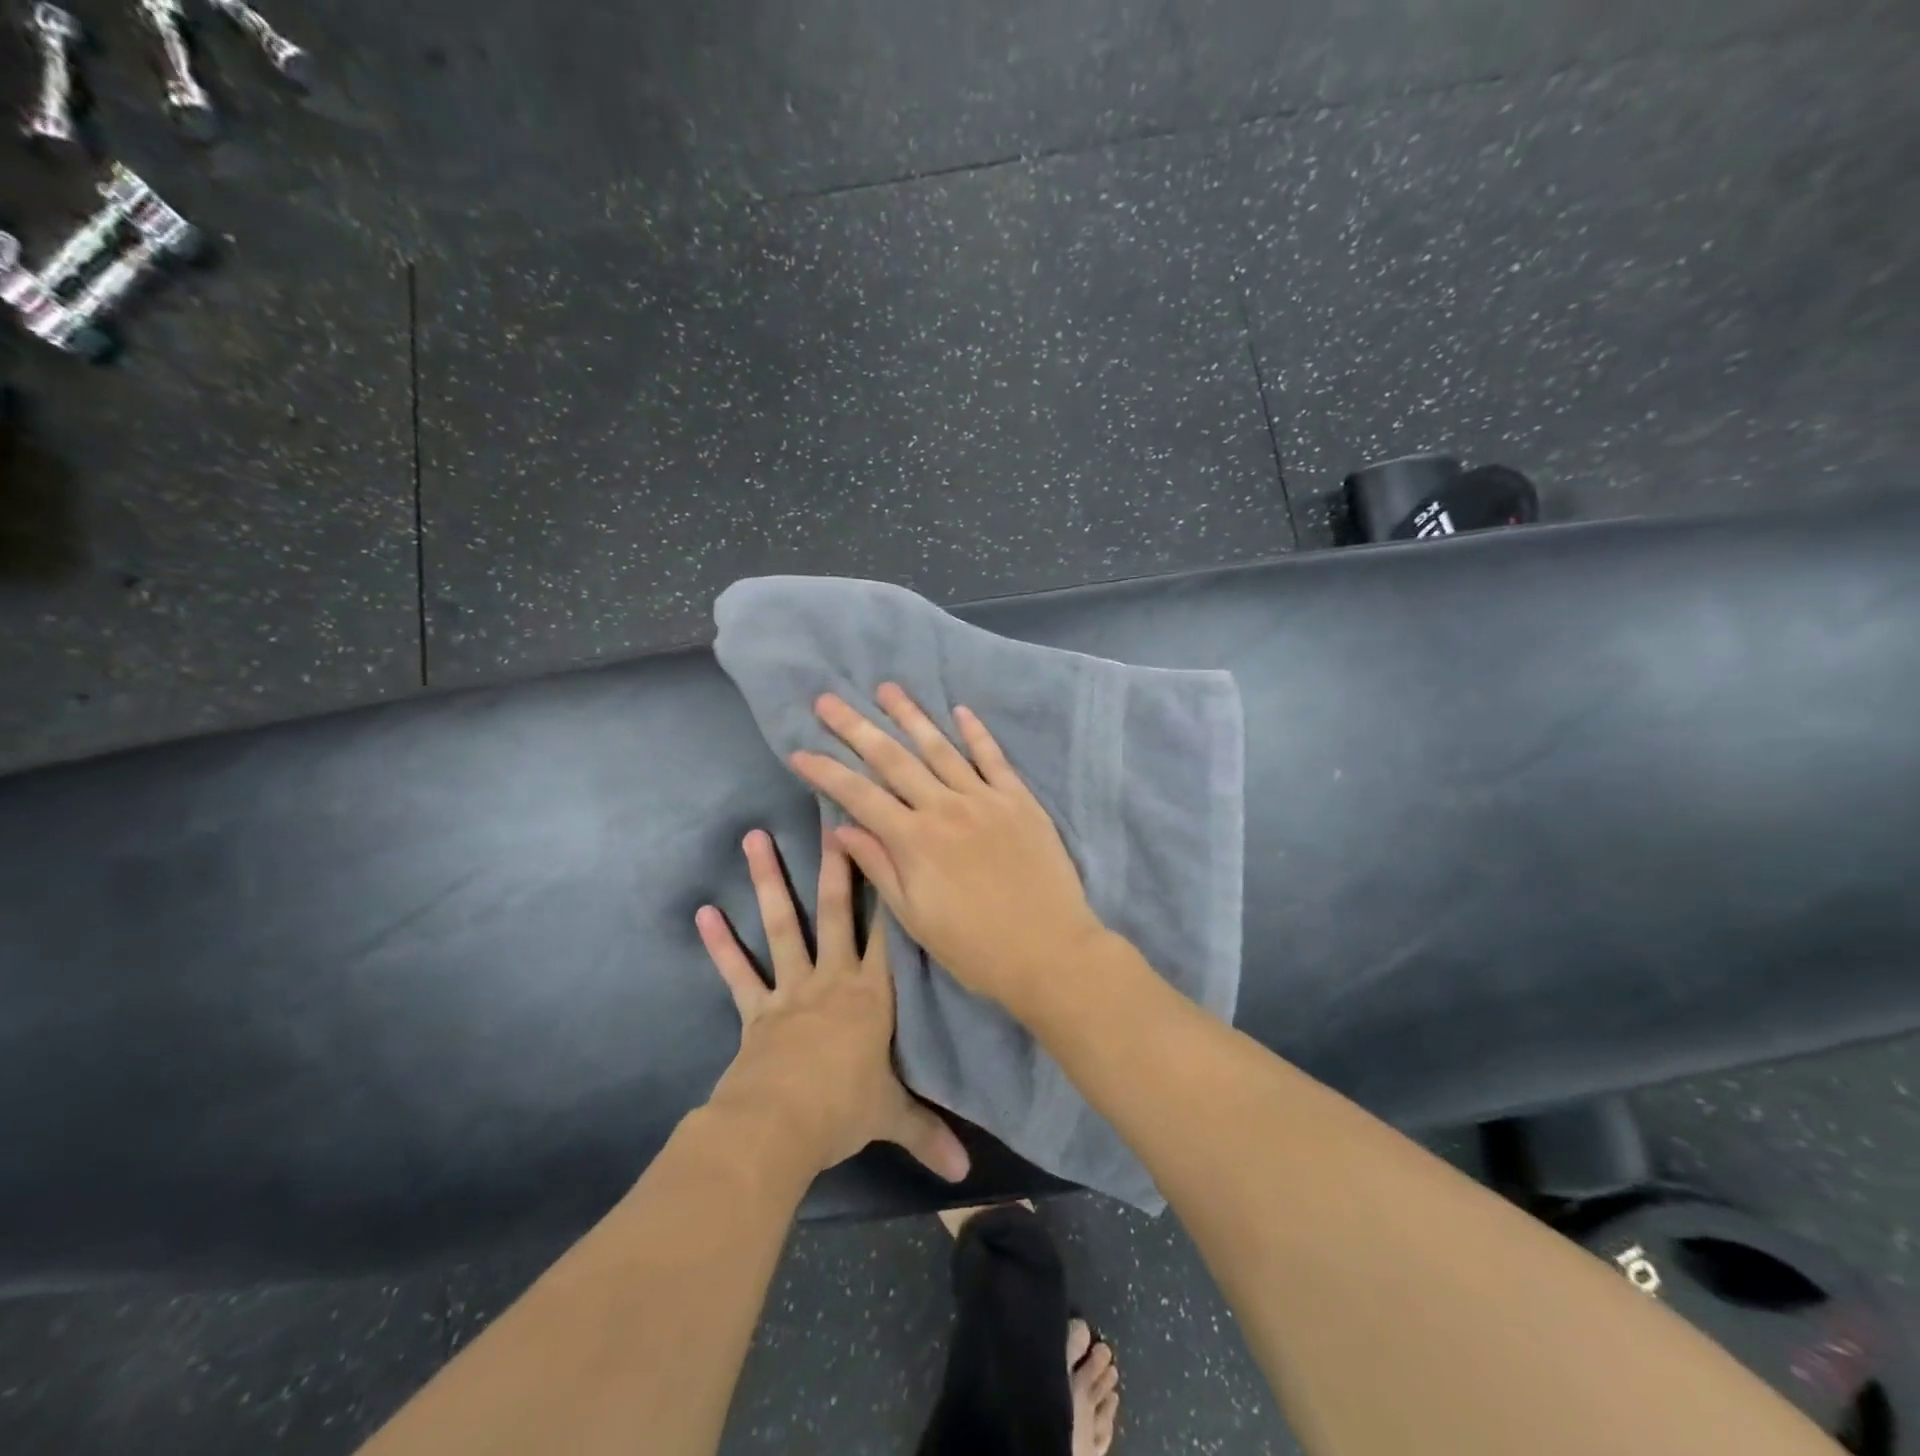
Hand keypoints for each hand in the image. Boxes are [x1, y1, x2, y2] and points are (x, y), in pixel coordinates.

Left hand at [696, 827, 969, 1183]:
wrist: (778, 1127)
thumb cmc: (843, 1109)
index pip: (888, 934)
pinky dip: (721, 945)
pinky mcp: (757, 1010)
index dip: (891, 889)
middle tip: (830, 818)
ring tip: (755, 837)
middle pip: (837, 912)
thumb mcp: (893, 1117)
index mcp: (872, 995)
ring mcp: (791, 990)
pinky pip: (738, 973)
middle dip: (835, 865)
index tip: (889, 847)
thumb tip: (966, 1176)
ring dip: (768, 881)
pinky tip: (704, 913)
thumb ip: (929, 1134)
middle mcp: (833, 979)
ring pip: (783, 925)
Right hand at [785, 683, 1108, 1015]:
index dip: (826, 772)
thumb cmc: (975, 947)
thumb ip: (879, 867)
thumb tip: (840, 828)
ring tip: (886, 688)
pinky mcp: (1020, 800)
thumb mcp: (915, 918)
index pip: (859, 795)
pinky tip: (959, 710)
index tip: (799, 752)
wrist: (1050, 952)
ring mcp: (985, 799)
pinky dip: (975, 732)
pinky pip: (993, 758)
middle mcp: (945, 808)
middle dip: (856, 728)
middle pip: (893, 759)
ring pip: (940, 748)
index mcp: (914, 841)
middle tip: (828, 701)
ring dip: (910, 715)